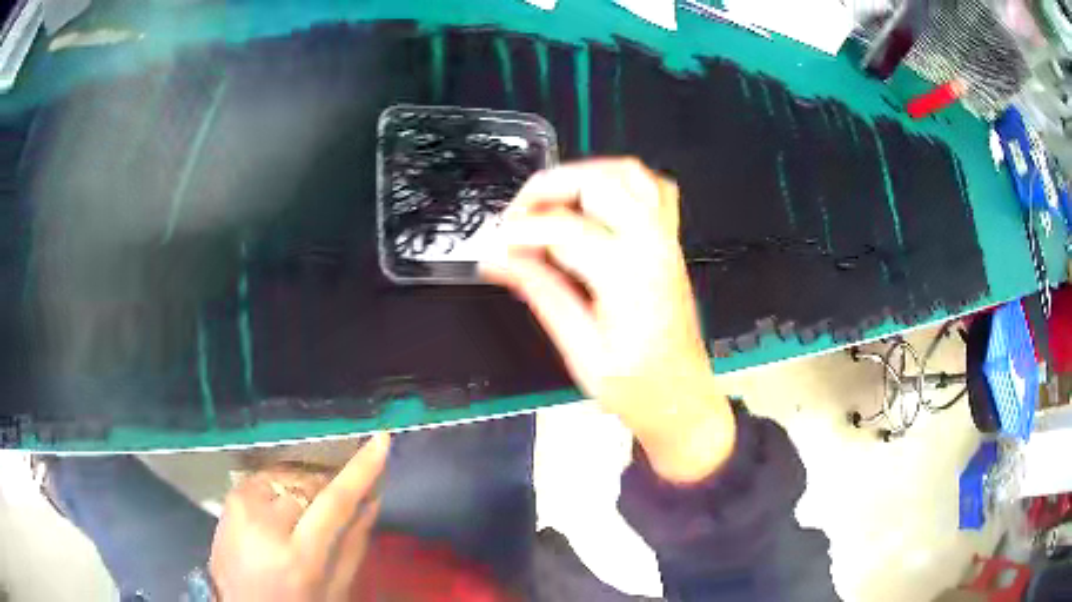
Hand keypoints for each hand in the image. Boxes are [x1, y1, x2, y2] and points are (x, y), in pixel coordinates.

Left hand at [209, 433, 389, 600]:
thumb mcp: (333, 590)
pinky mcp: (230, 495)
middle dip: (328, 487)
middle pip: (310, 482)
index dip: (361, 470)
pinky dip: (282, 486)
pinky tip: (282, 508)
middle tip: (334, 507)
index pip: (335, 502)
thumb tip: (373, 499)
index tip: (381, 440)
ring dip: (304, 486)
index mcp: (299, 556)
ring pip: (289, 474)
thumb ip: (354, 546)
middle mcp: (266, 523)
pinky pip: (268, 476)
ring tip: (304, 513)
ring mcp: (242, 504)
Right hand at [482, 158, 733, 482]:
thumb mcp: (580, 349)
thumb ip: (541, 293)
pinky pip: (653, 189)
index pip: (563, 228)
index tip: (495, 248)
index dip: (520, 232)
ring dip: (582, 175)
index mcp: (629, 275)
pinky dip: (620, 182)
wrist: (681, 398)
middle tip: (515, 217)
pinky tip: (595, 202)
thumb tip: (497, 259)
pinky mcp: (670, 242)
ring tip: (548, 202)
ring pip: (628, 173)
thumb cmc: (636, 387)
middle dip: (547, 189)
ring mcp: (666, 239)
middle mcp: (653, 244)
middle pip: (598, 183)